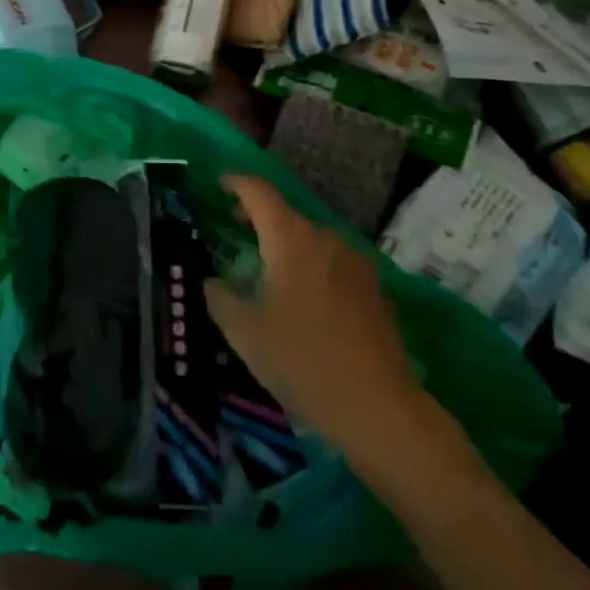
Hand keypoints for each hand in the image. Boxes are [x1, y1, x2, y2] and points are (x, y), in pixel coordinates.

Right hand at [203, 176, 424, 447]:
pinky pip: (332, 262)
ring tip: (266, 269)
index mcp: (291, 239)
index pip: (259, 192)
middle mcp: (326, 239)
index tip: (219, 184)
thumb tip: (211, 281)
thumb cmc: (302, 360)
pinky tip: (302, 298)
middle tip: (234, 232)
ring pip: (311, 239)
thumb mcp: (244, 332)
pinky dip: (310, 265)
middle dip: (257, 218)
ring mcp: (355, 262)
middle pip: (286, 215)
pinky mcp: (374, 287)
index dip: (236, 183)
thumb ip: (219, 297)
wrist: (378, 406)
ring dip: (285, 244)